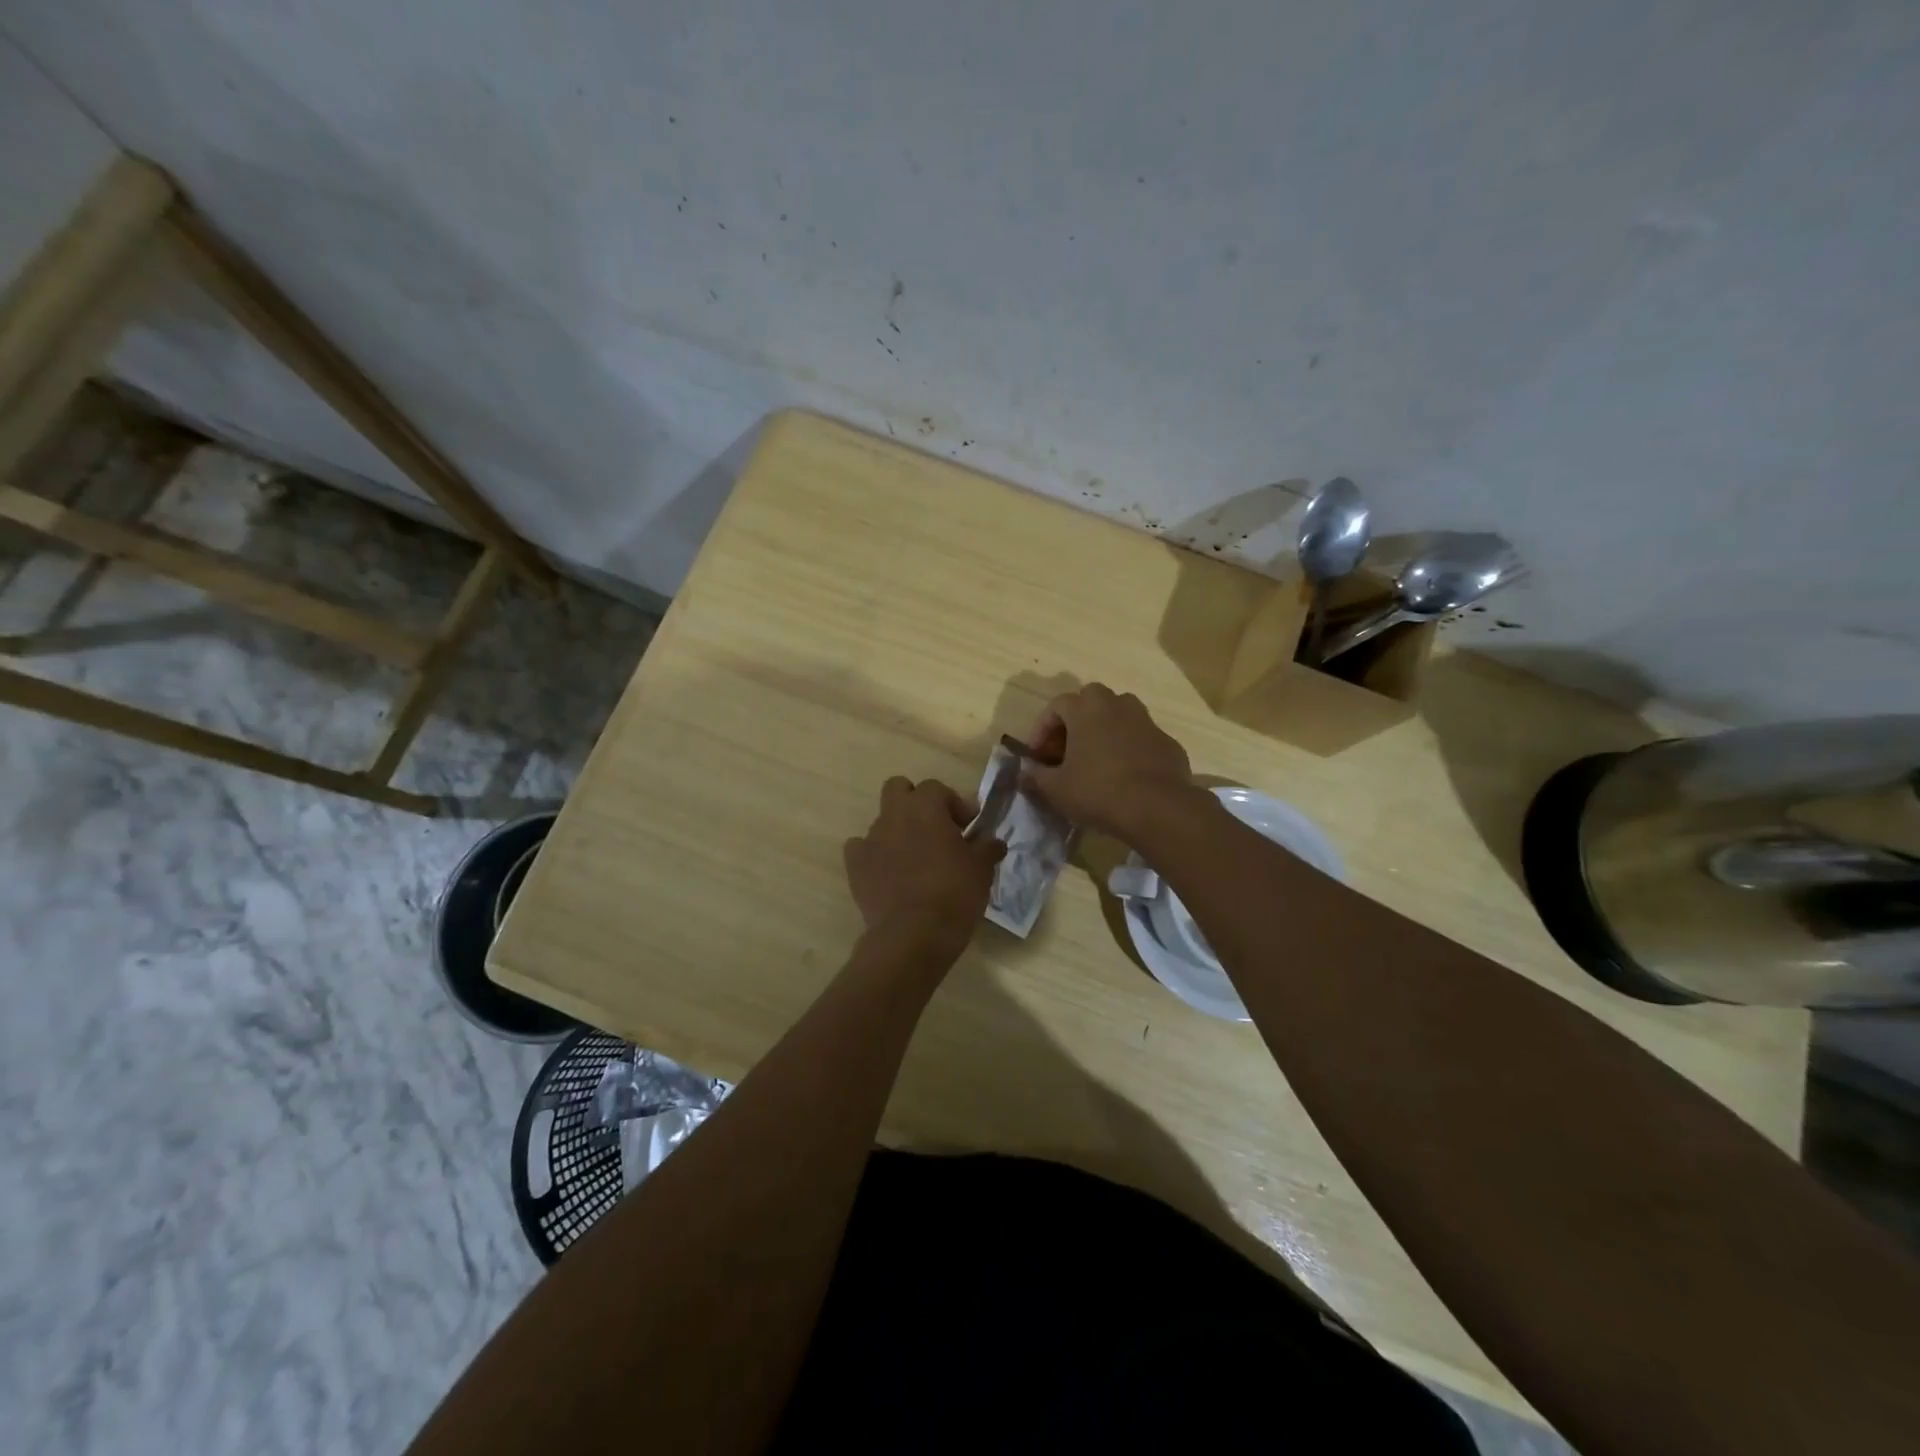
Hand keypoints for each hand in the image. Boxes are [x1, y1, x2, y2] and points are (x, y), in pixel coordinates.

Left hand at [843, 777, 1004, 964]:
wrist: (913, 935)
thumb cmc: (954, 893)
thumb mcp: (982, 869)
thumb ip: (987, 848)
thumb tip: (993, 842)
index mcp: (925, 806)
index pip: (937, 788)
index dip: (954, 804)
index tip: (968, 828)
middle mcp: (893, 815)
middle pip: (898, 789)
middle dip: (915, 802)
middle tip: (936, 829)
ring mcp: (870, 839)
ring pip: (882, 821)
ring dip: (898, 831)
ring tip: (916, 859)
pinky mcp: (855, 866)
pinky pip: (861, 848)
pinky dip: (874, 855)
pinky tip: (888, 873)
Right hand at [1020, 684, 1198, 841]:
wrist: (1157, 807)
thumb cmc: (1098, 790)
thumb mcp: (1056, 789)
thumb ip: (1036, 777)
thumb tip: (1024, 775)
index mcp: (1086, 709)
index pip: (1057, 705)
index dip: (1042, 728)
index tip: (1037, 755)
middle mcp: (1117, 705)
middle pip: (1091, 699)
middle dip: (1076, 719)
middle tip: (1067, 748)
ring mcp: (1146, 721)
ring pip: (1120, 714)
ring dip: (1105, 729)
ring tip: (1096, 757)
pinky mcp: (1167, 742)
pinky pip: (1141, 738)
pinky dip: (1129, 748)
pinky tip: (1124, 774)